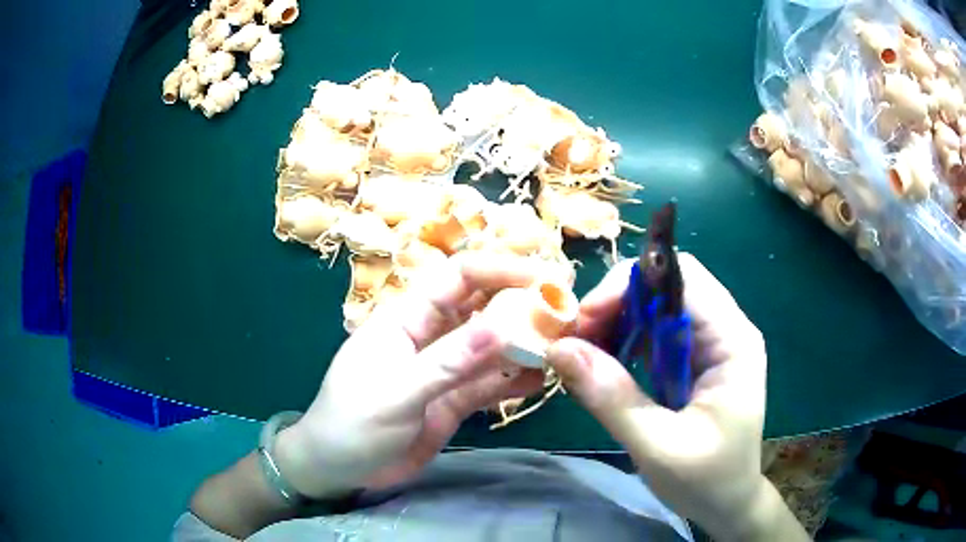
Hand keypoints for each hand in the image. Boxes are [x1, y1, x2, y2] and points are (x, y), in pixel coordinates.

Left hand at [274, 253, 564, 498]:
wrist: (338, 471)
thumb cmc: (352, 424)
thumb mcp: (397, 392)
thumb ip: (448, 362)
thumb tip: (502, 326)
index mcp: (406, 319)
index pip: (458, 278)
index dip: (500, 270)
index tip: (544, 277)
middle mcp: (428, 337)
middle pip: (480, 308)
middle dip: (520, 305)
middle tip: (565, 312)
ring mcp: (443, 371)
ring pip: (489, 348)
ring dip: (522, 345)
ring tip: (561, 346)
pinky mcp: (451, 401)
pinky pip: (487, 384)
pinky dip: (512, 381)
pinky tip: (539, 381)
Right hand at [546, 254, 803, 540]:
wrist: (728, 503)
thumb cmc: (705, 481)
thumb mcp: (657, 447)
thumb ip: (611, 398)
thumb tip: (559, 349)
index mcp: (732, 341)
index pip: (681, 278)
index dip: (628, 287)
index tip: (583, 322)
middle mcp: (726, 329)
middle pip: (666, 285)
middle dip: (616, 304)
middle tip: (576, 342)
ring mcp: (712, 343)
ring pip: (657, 305)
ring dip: (616, 321)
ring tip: (584, 355)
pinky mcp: (696, 359)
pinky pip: (655, 331)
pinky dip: (624, 340)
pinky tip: (604, 366)